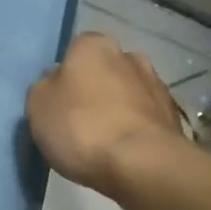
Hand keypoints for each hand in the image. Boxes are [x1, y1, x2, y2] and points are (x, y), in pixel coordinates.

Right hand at [27, 31, 186, 199]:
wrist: (142, 164)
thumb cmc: (81, 127)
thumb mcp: (38, 105)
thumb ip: (45, 87)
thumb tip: (57, 82)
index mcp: (94, 45)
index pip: (75, 51)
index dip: (65, 76)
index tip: (59, 102)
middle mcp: (129, 55)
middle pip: (104, 71)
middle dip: (95, 90)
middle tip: (79, 122)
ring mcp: (156, 85)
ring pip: (128, 94)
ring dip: (118, 109)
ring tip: (103, 142)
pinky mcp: (173, 116)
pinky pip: (145, 118)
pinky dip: (135, 129)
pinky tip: (124, 152)